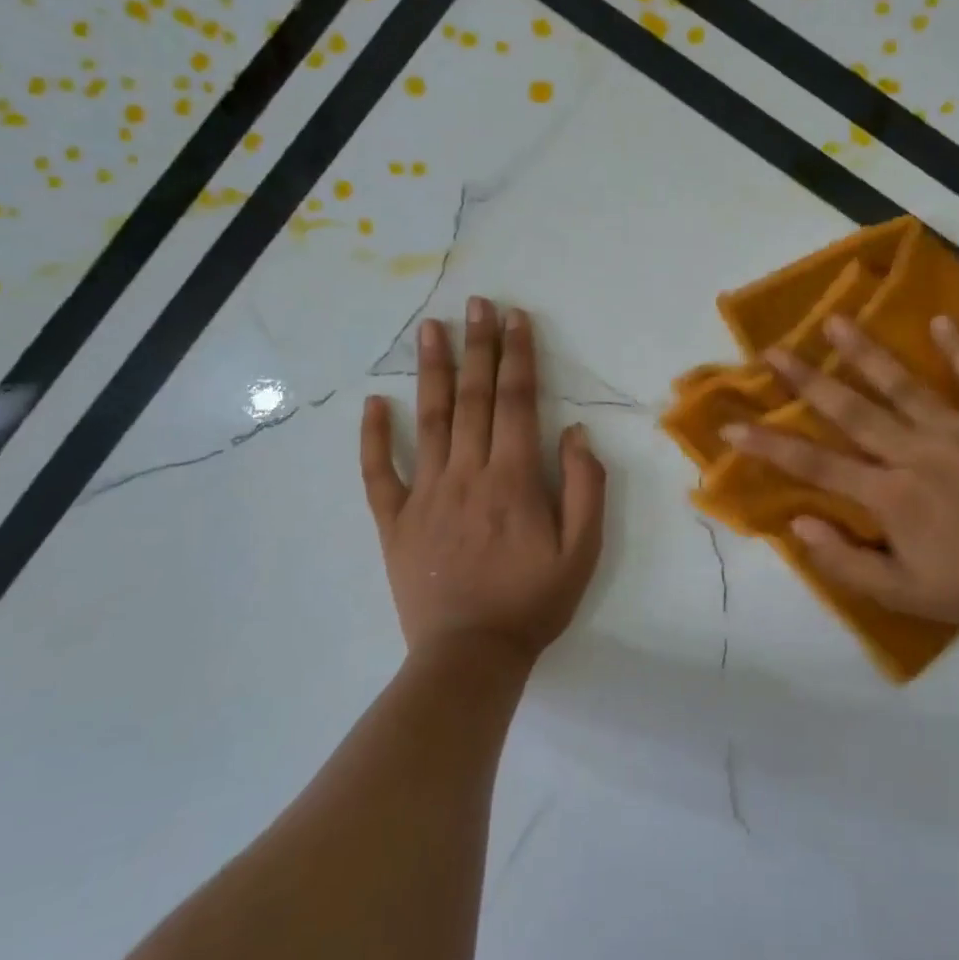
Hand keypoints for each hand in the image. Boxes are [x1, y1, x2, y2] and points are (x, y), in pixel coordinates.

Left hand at [361, 298, 605, 666]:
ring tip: (430, 328)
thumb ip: (585, 487)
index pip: (517, 402)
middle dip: (478, 346)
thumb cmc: (533, 602)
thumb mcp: (583, 550)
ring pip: (428, 420)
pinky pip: (378, 471)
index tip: (515, 318)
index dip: (518, 356)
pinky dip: (374, 436)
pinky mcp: (394, 520)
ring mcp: (425, 494)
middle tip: (476, 304)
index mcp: (514, 478)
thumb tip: (574, 432)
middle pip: (473, 397)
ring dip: (431, 371)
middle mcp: (467, 473)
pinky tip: (374, 403)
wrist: (470, 655)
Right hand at [722, 314, 958, 631]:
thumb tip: (796, 522)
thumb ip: (843, 561)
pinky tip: (942, 320)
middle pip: (851, 411)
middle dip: (807, 380)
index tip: (731, 425)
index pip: (815, 465)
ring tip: (836, 321)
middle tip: (773, 351)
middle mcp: (916, 453)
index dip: (767, 444)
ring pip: (904, 385)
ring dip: (867, 352)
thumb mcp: (899, 593)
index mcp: (889, 495)